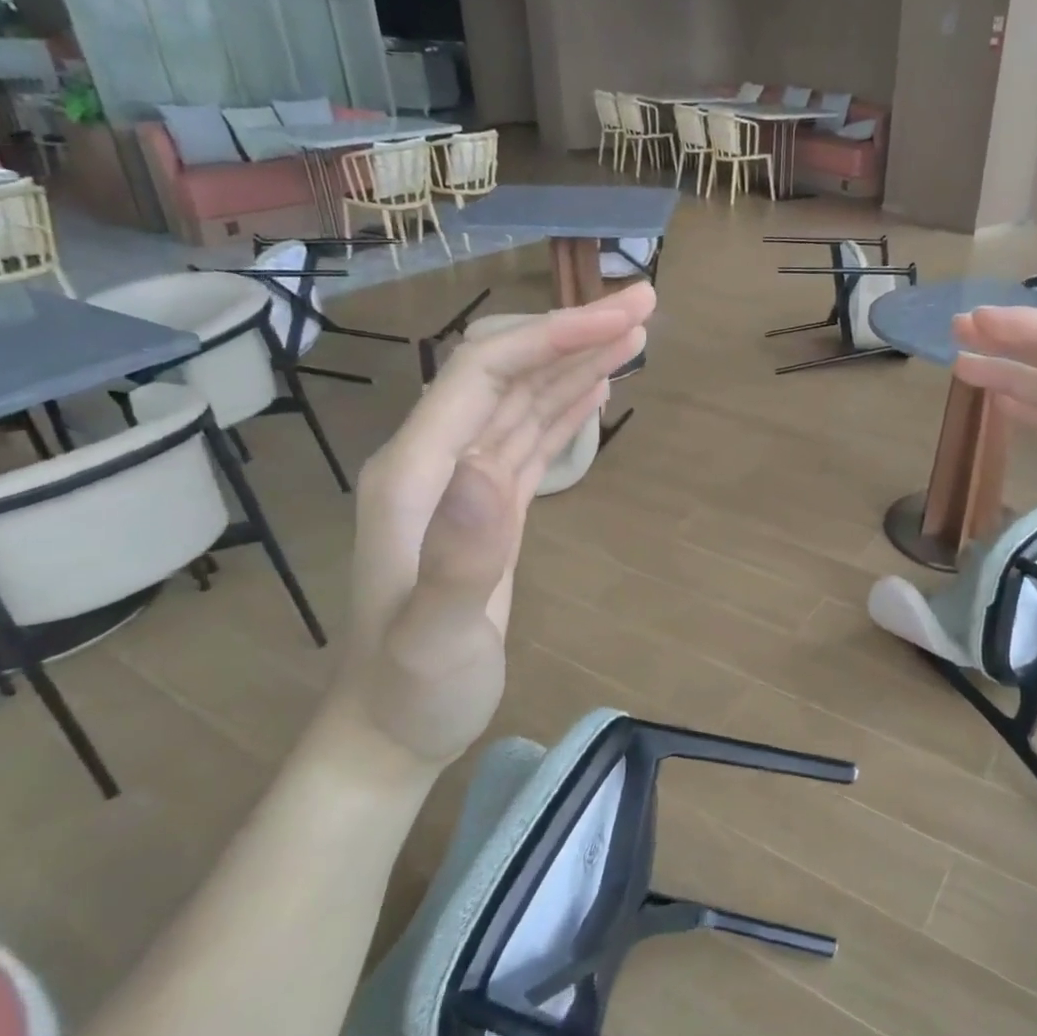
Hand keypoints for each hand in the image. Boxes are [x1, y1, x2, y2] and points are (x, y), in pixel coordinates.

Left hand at [325, 285, 654, 770]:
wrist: (391, 730)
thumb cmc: (413, 689)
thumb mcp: (434, 634)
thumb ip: (460, 552)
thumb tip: (493, 465)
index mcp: (418, 471)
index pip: (485, 373)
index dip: (552, 337)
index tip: (620, 317)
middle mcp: (438, 462)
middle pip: (507, 373)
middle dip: (574, 333)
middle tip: (645, 305)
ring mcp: (463, 485)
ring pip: (523, 402)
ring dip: (575, 363)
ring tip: (634, 334)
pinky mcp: (488, 509)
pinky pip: (529, 441)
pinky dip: (563, 407)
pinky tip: (593, 387)